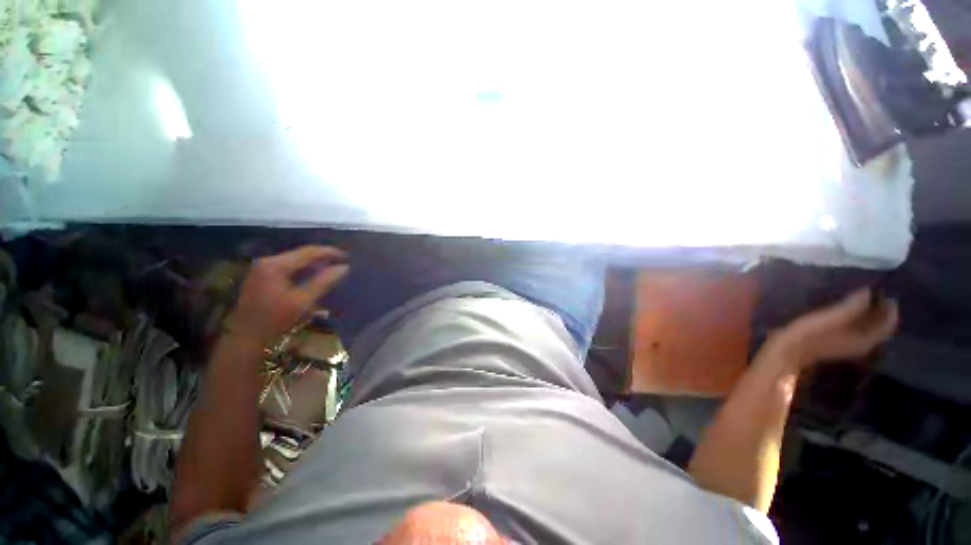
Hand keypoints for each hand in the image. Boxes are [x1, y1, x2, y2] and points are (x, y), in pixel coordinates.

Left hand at [226, 246, 348, 346]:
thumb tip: (345, 267)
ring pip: (296, 261)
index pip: (308, 251)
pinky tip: (316, 277)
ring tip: (334, 269)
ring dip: (315, 264)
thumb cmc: (274, 320)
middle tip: (343, 263)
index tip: (349, 257)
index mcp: (275, 265)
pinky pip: (289, 268)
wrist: (244, 339)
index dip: (330, 252)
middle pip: (301, 254)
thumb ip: (324, 282)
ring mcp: (263, 269)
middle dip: (324, 258)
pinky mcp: (263, 277)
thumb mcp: (302, 301)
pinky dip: (305, 270)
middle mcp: (267, 261)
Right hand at [766, 288, 897, 370]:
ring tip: (862, 299)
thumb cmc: (810, 334)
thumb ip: (851, 306)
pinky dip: (856, 319)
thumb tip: (869, 291)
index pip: (887, 324)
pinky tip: (847, 311)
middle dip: (880, 311)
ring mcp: (848, 344)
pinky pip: (854, 329)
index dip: (890, 309)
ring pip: (866, 328)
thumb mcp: (831, 318)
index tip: (886, 292)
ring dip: (868, 314)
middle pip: (878, 327)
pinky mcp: (835, 341)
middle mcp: (862, 344)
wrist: (786, 350)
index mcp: (865, 340)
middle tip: (876, 293)